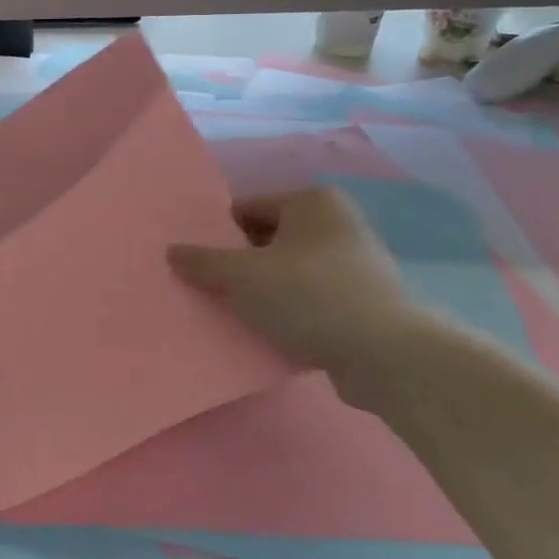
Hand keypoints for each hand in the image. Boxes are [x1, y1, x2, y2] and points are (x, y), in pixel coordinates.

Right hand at [168, 187, 427, 404]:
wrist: (387, 356)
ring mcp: (356, 263)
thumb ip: (203, 261)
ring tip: (236, 314)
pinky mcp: (365, 302)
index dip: (218, 235)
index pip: (247, 208)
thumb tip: (172, 252)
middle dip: (240, 264)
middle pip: (268, 239)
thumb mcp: (242, 276)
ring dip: (264, 290)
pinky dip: (290, 311)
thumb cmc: (309, 296)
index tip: (198, 263)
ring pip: (289, 271)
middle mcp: (337, 223)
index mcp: (311, 201)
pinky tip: (270, 332)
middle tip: (211, 289)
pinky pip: (311, 298)